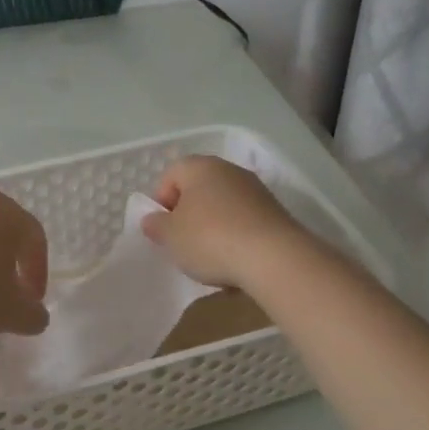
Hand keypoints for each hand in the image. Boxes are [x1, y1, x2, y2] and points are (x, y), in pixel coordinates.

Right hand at [141, 155, 304, 288]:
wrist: (274, 258)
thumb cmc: (210, 239)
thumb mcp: (170, 236)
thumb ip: (156, 225)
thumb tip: (153, 220)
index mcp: (200, 167)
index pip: (170, 175)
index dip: (161, 201)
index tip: (163, 228)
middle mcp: (229, 170)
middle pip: (198, 190)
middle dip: (188, 215)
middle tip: (183, 243)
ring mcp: (256, 190)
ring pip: (222, 207)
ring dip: (212, 228)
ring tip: (210, 258)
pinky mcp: (275, 213)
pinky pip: (244, 222)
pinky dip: (236, 238)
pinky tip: (235, 262)